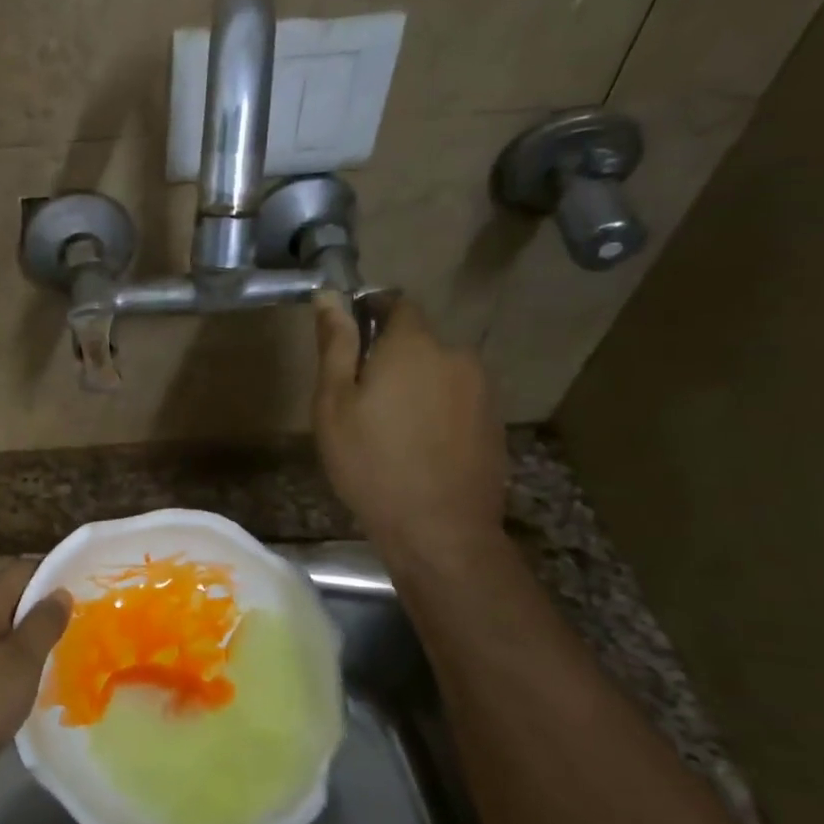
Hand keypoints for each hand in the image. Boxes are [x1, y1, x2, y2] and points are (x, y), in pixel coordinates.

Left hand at [0, 561, 70, 782]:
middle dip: (37, 608)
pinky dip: (0, 651)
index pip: (22, 569)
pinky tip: (15, 674)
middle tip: (72, 626)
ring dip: (19, 632)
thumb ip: (43, 623)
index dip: (53, 577)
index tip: (81, 595)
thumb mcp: (22, 663)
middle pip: (6, 594)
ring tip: (50, 651)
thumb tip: (60, 592)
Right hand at [313, 292, 506, 570]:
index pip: (395, 302)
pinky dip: (436, 410)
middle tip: (360, 400)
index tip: (348, 343)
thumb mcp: (334, 404)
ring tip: (389, 429)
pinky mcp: (493, 420)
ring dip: (414, 385)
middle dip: (390, 357)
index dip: (369, 313)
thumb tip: (330, 295)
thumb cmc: (370, 463)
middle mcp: (455, 355)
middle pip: (418, 340)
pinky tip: (418, 447)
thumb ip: (336, 345)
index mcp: (413, 345)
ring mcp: (481, 389)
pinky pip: (456, 399)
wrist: (439, 529)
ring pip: (438, 371)